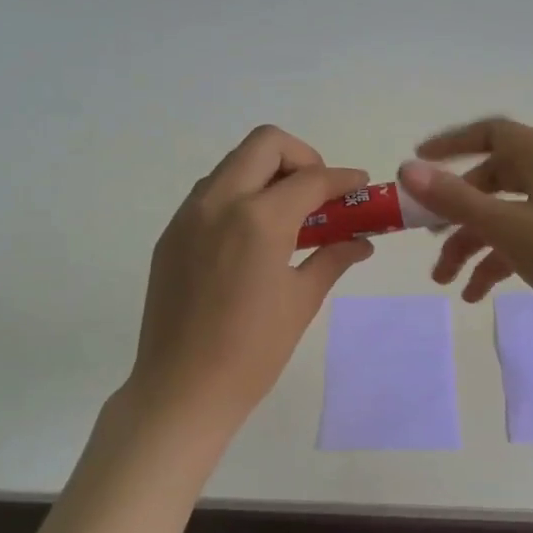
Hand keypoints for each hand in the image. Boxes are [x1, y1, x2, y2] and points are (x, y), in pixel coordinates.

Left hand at [127, 126, 372, 436]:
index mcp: (259, 219)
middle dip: (302, 158)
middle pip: (266, 144)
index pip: (311, 178)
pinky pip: (210, 193)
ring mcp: (189, 215)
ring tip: (289, 216)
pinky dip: (240, 195)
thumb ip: (333, 258)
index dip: (343, 178)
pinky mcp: (171, 234)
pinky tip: (254, 236)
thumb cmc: (253, 351)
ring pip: (234, 164)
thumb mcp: (302, 301)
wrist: (182, 389)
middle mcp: (220, 202)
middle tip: (320, 194)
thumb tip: (361, 241)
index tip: (361, 185)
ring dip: (267, 173)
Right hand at [399, 118, 532, 360]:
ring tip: (444, 281)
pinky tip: (475, 295)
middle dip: (455, 210)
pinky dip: (496, 263)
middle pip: (492, 180)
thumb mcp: (510, 227)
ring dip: (471, 244)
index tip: (417, 163)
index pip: (492, 133)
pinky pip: (522, 244)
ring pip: (504, 217)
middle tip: (426, 234)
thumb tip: (407, 168)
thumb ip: (455, 200)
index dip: (451, 144)